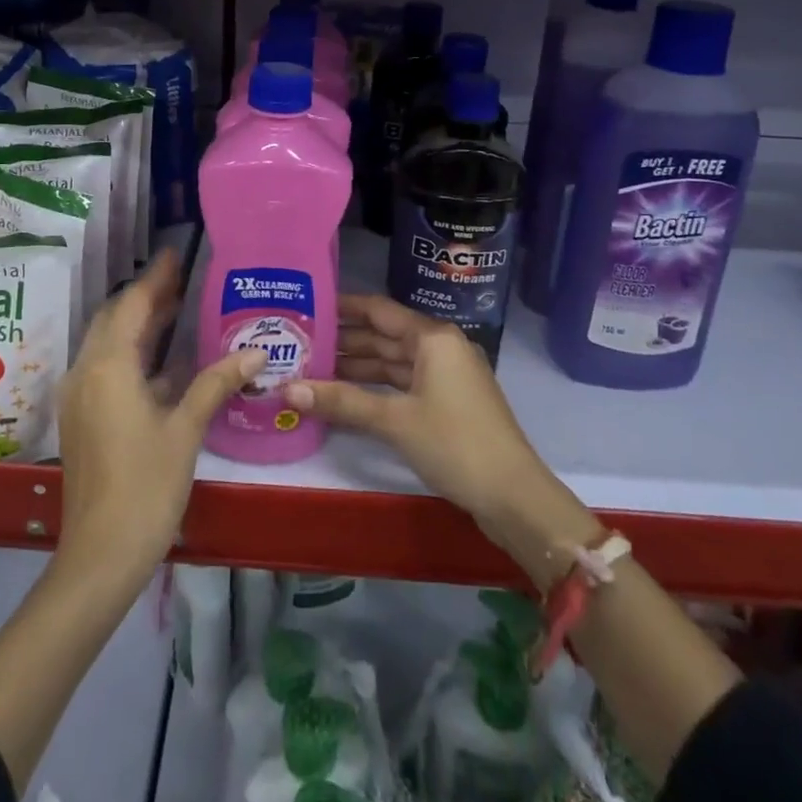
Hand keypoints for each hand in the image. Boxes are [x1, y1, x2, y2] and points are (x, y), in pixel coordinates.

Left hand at [54, 249, 261, 580]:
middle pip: (114, 318)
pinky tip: (164, 359)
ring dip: (138, 323)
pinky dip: (132, 352)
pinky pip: (106, 366)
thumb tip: (257, 350)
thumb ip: (217, 382)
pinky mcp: (82, 417)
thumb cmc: (146, 486)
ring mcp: (80, 396)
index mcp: (108, 367)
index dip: (155, 278)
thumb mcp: (185, 430)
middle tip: (182, 278)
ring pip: (108, 342)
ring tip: (177, 307)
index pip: (131, 305)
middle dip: (145, 296)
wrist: (100, 556)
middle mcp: (86, 372)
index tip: (176, 253)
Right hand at [284, 293, 598, 586]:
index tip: (307, 305)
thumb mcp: (395, 421)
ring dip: (357, 365)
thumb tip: (286, 389)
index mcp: (432, 337)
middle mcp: (440, 347)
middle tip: (299, 341)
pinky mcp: (447, 402)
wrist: (514, 496)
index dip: (343, 307)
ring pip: (392, 361)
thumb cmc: (455, 444)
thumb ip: (342, 401)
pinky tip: (345, 394)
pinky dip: (375, 387)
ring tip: (312, 367)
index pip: (379, 310)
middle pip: (384, 335)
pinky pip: (403, 383)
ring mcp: (445, 375)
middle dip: (344, 339)